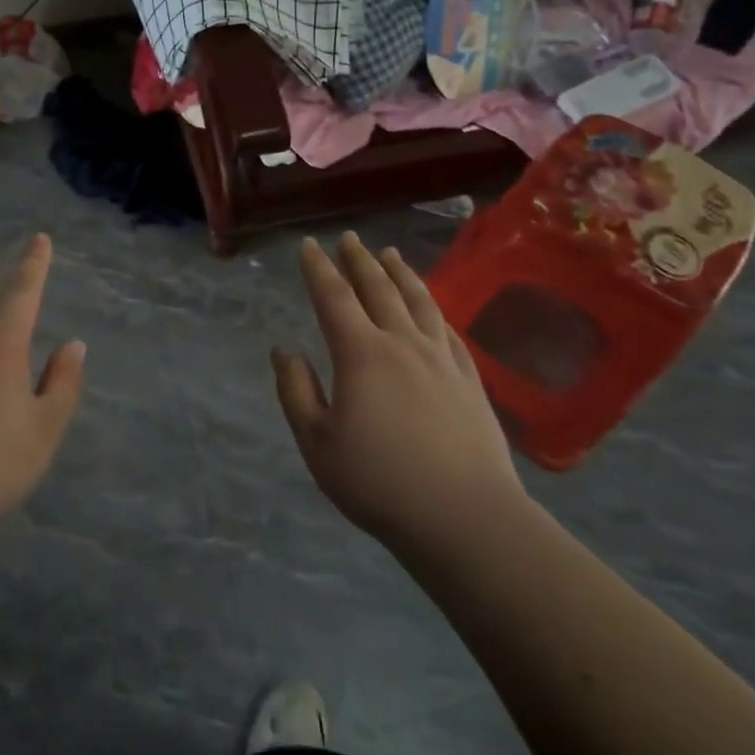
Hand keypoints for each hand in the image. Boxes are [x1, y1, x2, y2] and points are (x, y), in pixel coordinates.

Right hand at [272, 232, 525, 551]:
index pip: (334, 298)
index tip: (309, 246)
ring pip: (419, 302)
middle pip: (379, 289)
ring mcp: (442, 360)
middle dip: (360, 261)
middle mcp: (403, 344)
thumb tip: (284, 351)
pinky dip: (434, 310)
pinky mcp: (470, 381)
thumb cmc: (379, 482)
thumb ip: (296, 392)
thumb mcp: (317, 443)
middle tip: (350, 238)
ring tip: (391, 255)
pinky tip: (432, 308)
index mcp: (361, 354)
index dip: (319, 269)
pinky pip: (448, 331)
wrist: (464, 516)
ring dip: (401, 274)